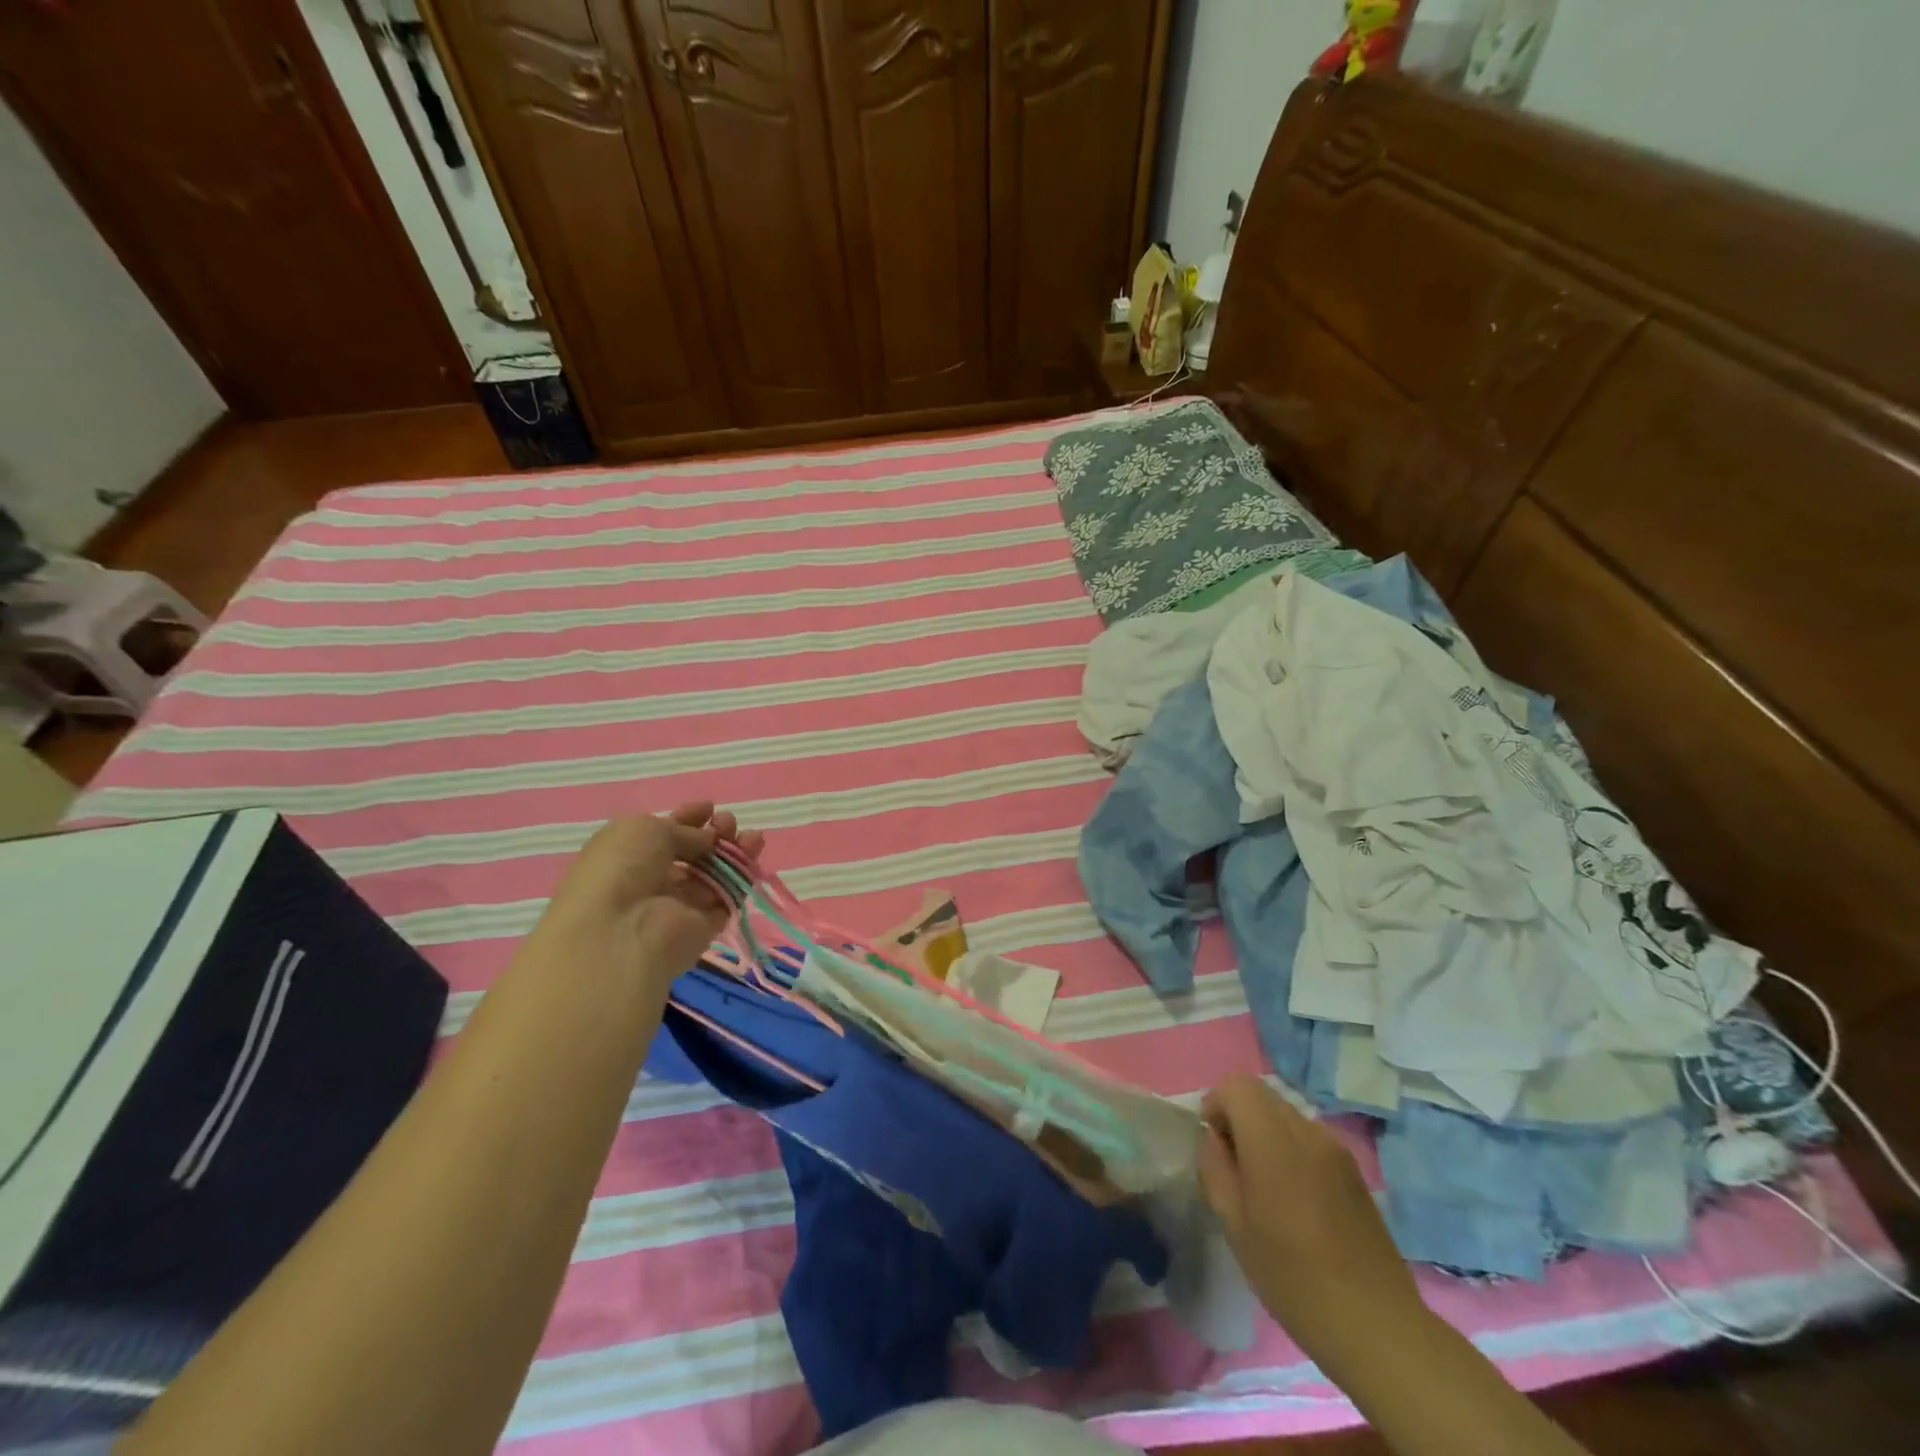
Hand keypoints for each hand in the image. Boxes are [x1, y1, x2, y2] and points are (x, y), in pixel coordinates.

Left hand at [537, 802, 763, 984]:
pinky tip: (753, 853)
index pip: (664, 833)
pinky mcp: (703, 926)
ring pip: (714, 873)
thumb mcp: (646, 829)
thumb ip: (683, 829)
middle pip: (693, 853)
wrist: (620, 932)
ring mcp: (679, 905)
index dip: (688, 818)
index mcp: (629, 854)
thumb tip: (707, 839)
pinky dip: (743, 875)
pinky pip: (728, 896)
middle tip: (728, 822)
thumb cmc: (622, 867)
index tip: (709, 807)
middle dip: (714, 833)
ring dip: (734, 850)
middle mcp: (653, 879)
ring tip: (751, 835)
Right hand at [1200, 1076, 1424, 1362]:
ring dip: (1265, 1133)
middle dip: (1239, 1116)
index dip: (1217, 1104)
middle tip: (1234, 1165)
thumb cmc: (1292, 1276)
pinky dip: (1291, 1149)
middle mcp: (1307, 1131)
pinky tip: (1295, 1199)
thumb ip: (1215, 1168)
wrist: (1375, 1325)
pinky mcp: (1354, 1170)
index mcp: (1273, 1140)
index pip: (1237, 1086)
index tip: (1214, 1144)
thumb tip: (1215, 1140)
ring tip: (1264, 1185)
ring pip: (1286, 1115)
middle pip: (1262, 1095)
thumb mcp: (1234, 1224)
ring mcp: (1336, 1149)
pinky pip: (1309, 1139)